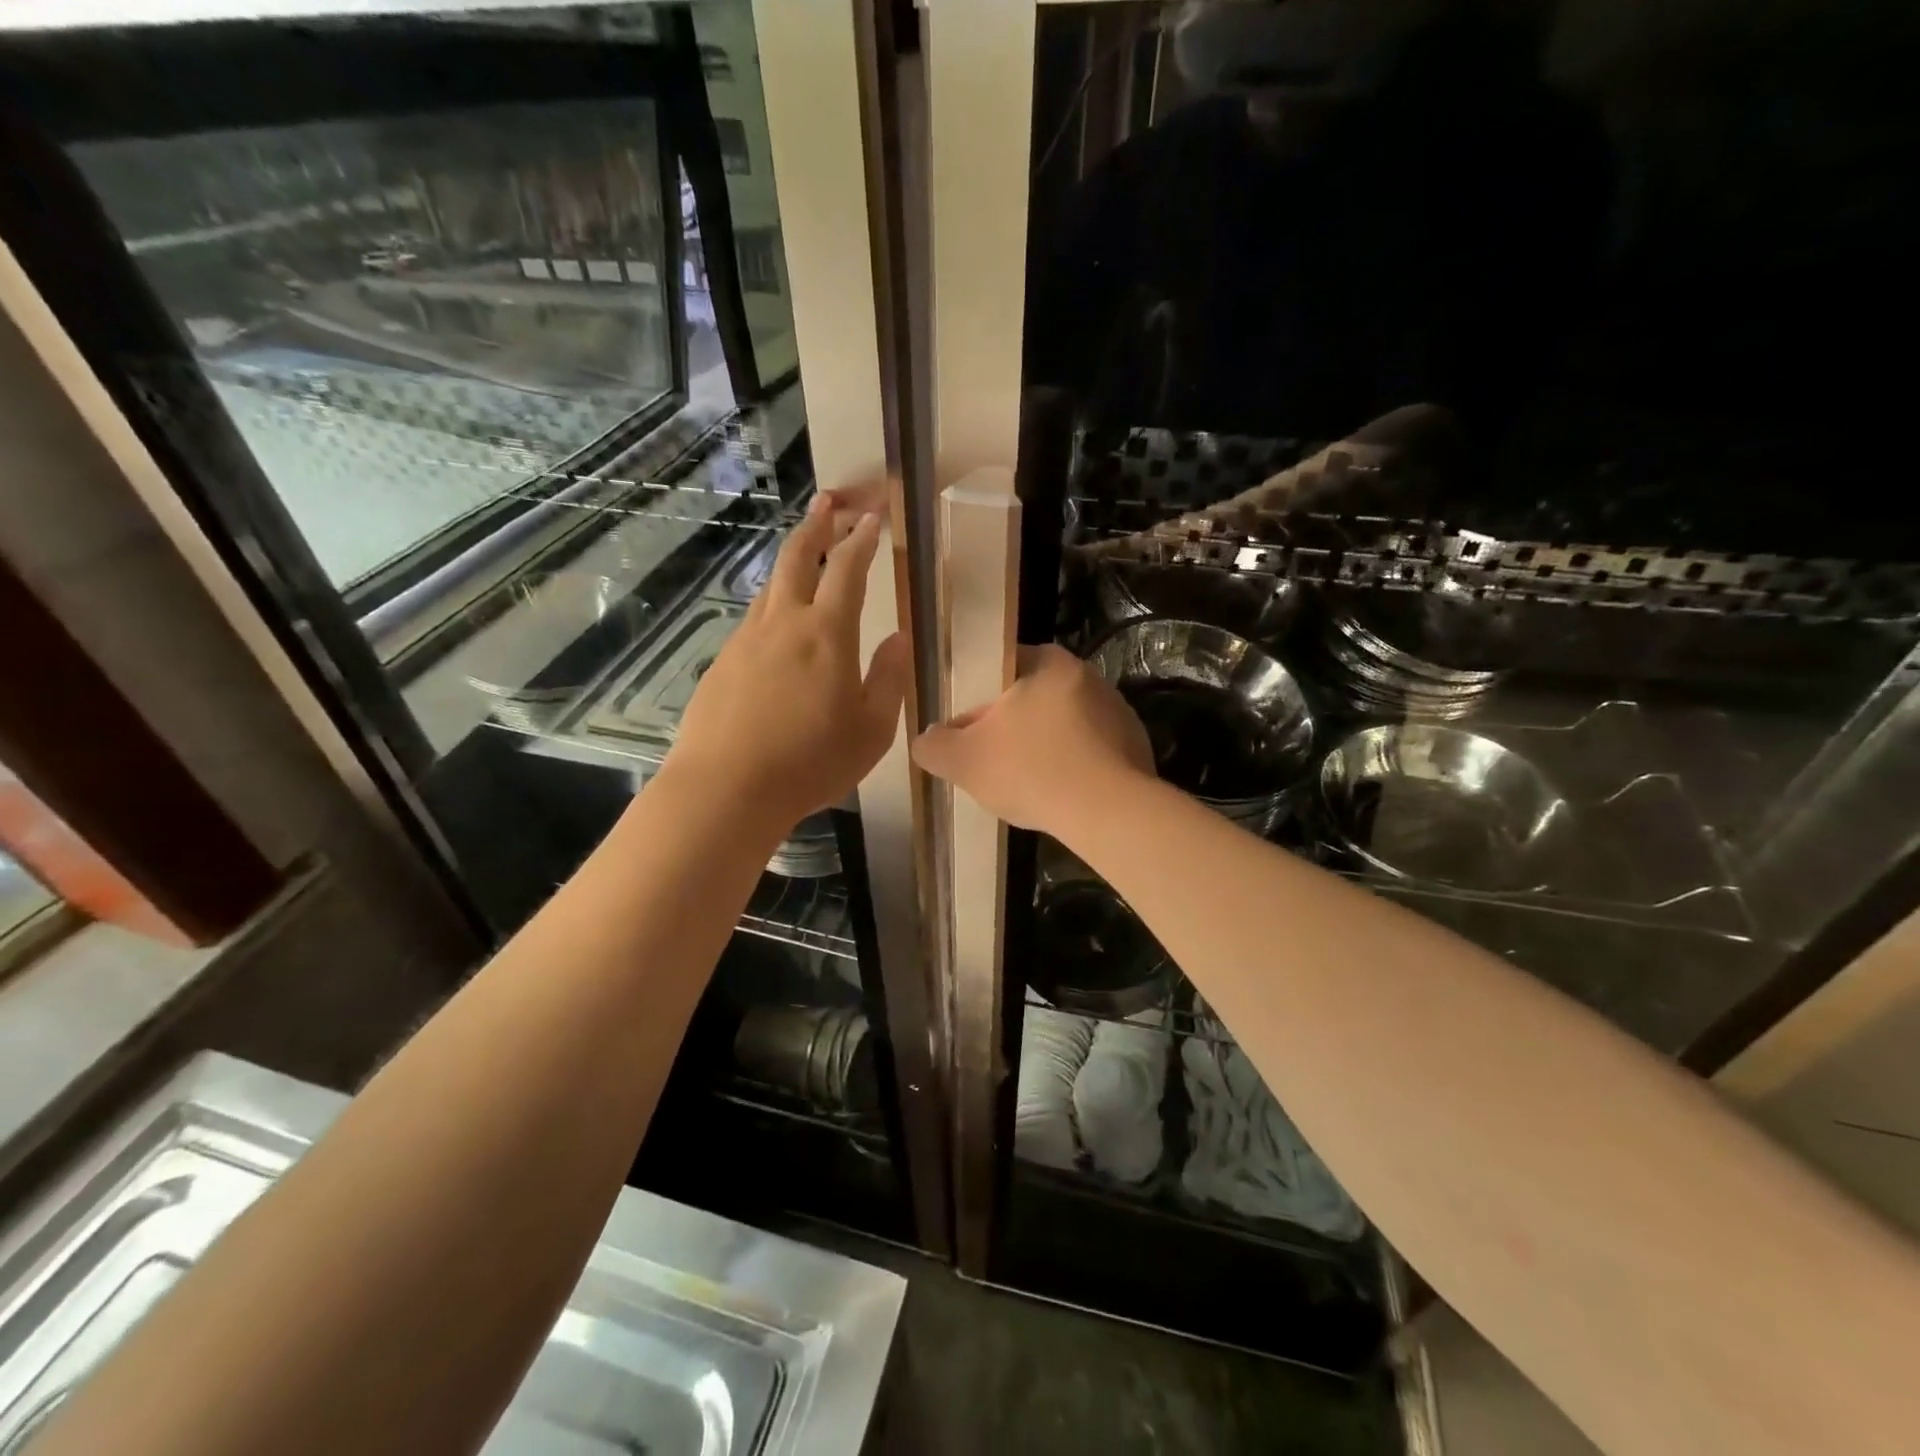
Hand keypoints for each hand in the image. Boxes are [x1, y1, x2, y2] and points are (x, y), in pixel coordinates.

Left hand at [668, 490, 907, 832]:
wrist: (727, 788)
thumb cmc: (811, 763)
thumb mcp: (872, 730)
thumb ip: (888, 678)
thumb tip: (899, 637)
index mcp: (827, 633)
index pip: (848, 569)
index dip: (861, 538)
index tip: (871, 517)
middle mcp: (784, 623)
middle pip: (798, 556)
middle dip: (816, 523)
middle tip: (827, 501)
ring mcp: (747, 639)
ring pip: (771, 584)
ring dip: (792, 558)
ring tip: (806, 550)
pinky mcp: (722, 661)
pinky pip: (754, 618)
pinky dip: (773, 601)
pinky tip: (778, 621)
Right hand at [913, 644, 1153, 838]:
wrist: (1108, 814)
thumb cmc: (1031, 771)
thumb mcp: (963, 760)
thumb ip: (934, 745)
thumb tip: (926, 740)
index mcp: (1049, 663)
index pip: (1003, 666)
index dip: (979, 697)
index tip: (968, 729)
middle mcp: (1087, 676)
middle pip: (1032, 697)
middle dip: (1009, 726)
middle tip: (990, 759)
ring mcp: (1116, 711)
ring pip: (1061, 725)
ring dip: (1041, 747)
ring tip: (1024, 783)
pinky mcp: (1134, 745)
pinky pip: (1089, 751)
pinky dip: (1071, 767)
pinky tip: (1058, 794)